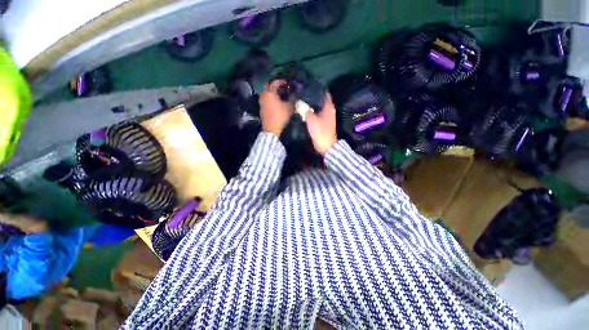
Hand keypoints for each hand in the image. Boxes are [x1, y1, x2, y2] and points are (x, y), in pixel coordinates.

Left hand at [259, 80, 292, 136]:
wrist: (271, 129)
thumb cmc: (280, 117)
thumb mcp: (289, 107)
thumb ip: (292, 99)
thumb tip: (295, 95)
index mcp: (269, 93)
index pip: (274, 82)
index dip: (281, 81)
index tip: (287, 83)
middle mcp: (263, 96)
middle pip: (269, 86)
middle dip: (276, 86)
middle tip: (283, 88)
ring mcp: (261, 102)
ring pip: (267, 93)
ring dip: (273, 92)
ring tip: (281, 95)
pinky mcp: (262, 109)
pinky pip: (266, 99)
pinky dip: (271, 98)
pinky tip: (277, 102)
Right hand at [306, 93, 337, 154]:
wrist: (325, 145)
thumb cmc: (320, 131)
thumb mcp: (311, 119)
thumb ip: (306, 110)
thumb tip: (301, 103)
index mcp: (329, 107)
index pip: (324, 93)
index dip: (317, 88)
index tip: (308, 85)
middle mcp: (329, 110)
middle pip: (320, 100)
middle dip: (312, 96)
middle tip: (302, 92)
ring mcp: (326, 117)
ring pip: (318, 107)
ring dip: (311, 104)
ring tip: (301, 99)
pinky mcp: (322, 123)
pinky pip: (316, 114)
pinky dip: (311, 112)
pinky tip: (304, 110)